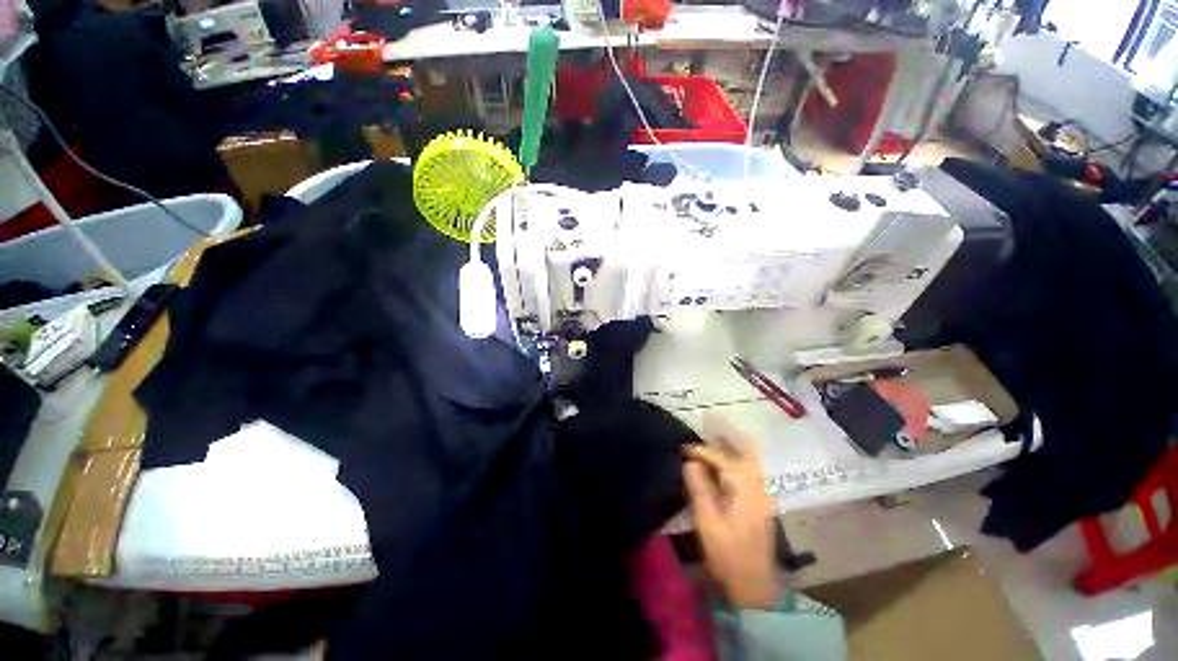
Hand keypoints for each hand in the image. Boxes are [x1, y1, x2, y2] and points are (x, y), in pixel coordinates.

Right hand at [683, 435, 778, 609]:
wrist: (755, 587)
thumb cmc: (728, 555)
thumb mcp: (708, 523)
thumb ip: (699, 488)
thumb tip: (689, 461)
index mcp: (746, 487)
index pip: (721, 458)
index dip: (700, 451)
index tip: (682, 448)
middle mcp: (758, 484)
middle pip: (747, 449)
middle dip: (728, 433)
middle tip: (708, 423)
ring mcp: (763, 492)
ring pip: (750, 458)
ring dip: (732, 445)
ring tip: (712, 435)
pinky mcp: (761, 501)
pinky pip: (748, 469)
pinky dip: (735, 458)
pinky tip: (720, 463)